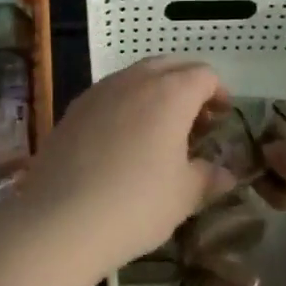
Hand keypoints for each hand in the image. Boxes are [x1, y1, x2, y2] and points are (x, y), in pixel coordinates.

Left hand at [9, 57, 232, 285]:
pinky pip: (110, 94)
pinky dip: (126, 104)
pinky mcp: (73, 109)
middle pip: (170, 65)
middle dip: (187, 85)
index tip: (222, 118)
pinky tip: (123, 140)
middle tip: (196, 120)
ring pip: (136, 76)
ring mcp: (99, 91)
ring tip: (159, 130)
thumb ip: (209, 178)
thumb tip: (226, 174)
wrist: (59, 220)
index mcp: (170, 93)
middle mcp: (134, 80)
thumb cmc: (135, 204)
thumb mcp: (184, 196)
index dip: (219, 93)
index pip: (204, 75)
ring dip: (155, 92)